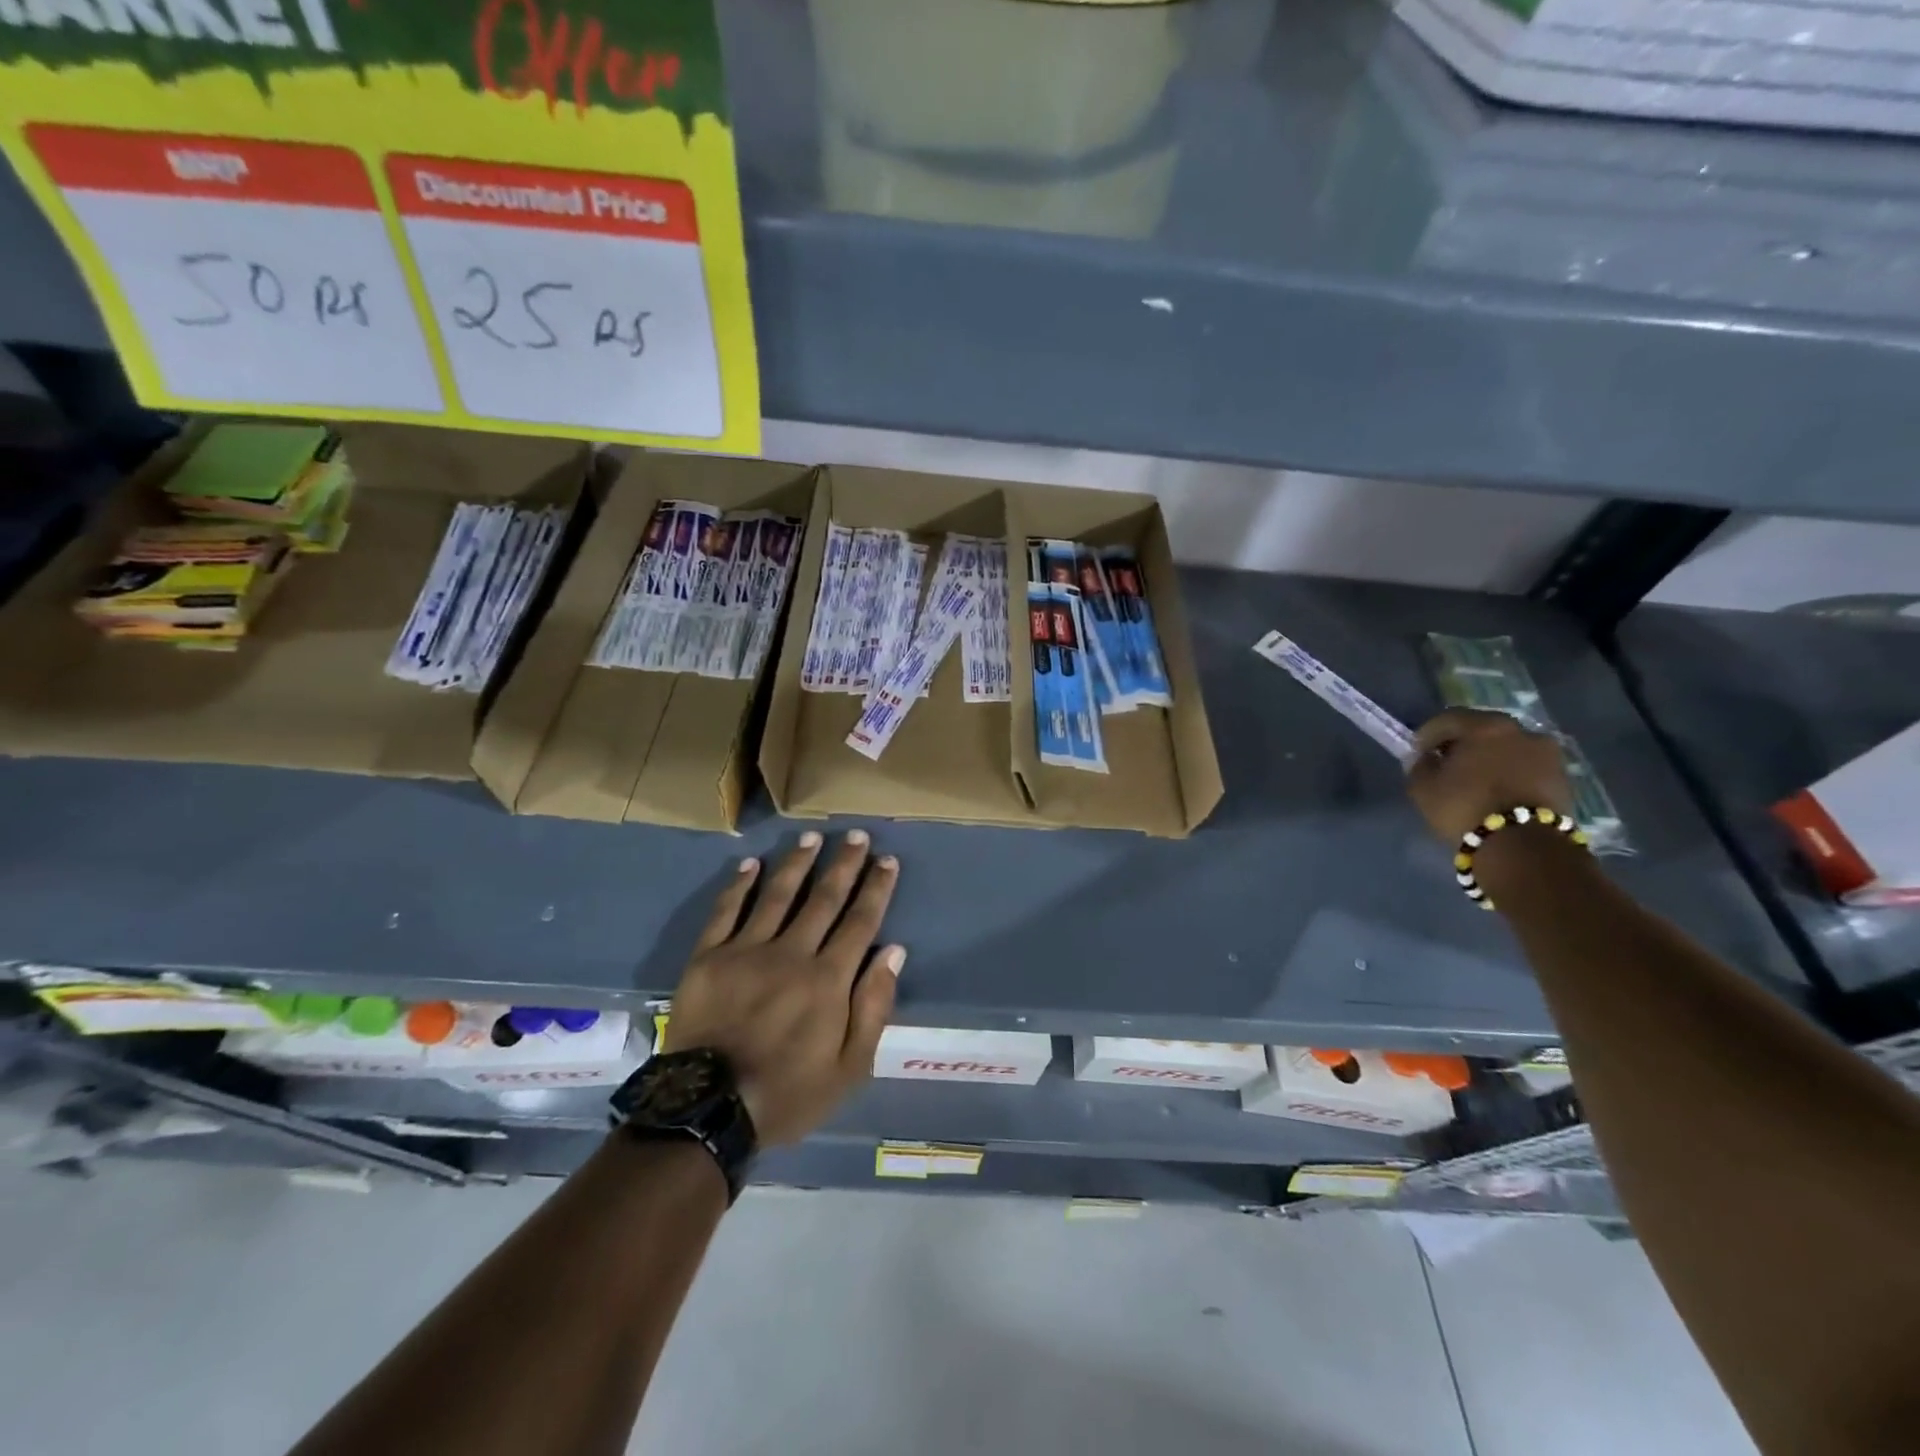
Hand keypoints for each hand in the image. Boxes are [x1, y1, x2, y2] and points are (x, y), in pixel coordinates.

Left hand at [663, 831, 902, 1146]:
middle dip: (844, 864)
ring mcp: (747, 951)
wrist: (708, 1111)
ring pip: (778, 894)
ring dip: (798, 862)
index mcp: (828, 979)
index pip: (860, 921)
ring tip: (812, 837)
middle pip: (824, 898)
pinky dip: (740, 885)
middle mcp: (792, 953)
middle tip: (856, 835)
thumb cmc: (788, 1094)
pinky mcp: (709, 957)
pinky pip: (727, 911)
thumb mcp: (850, 1068)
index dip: (876, 888)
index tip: (887, 861)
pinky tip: (751, 864)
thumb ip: (874, 1007)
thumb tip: (893, 952)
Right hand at [1406, 708, 1573, 843]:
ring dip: (1489, 757)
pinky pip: (1525, 765)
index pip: (1447, 719)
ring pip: (1507, 747)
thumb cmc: (1465, 807)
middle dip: (1461, 743)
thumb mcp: (1423, 788)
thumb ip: (1420, 766)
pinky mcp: (1562, 776)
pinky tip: (1497, 790)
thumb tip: (1427, 759)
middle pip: (1482, 729)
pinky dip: (1509, 772)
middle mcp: (1520, 729)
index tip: (1417, 753)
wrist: (1524, 845)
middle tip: (1446, 763)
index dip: (1426, 735)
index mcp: (1484, 726)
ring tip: (1475, 780)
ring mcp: (1546, 752)